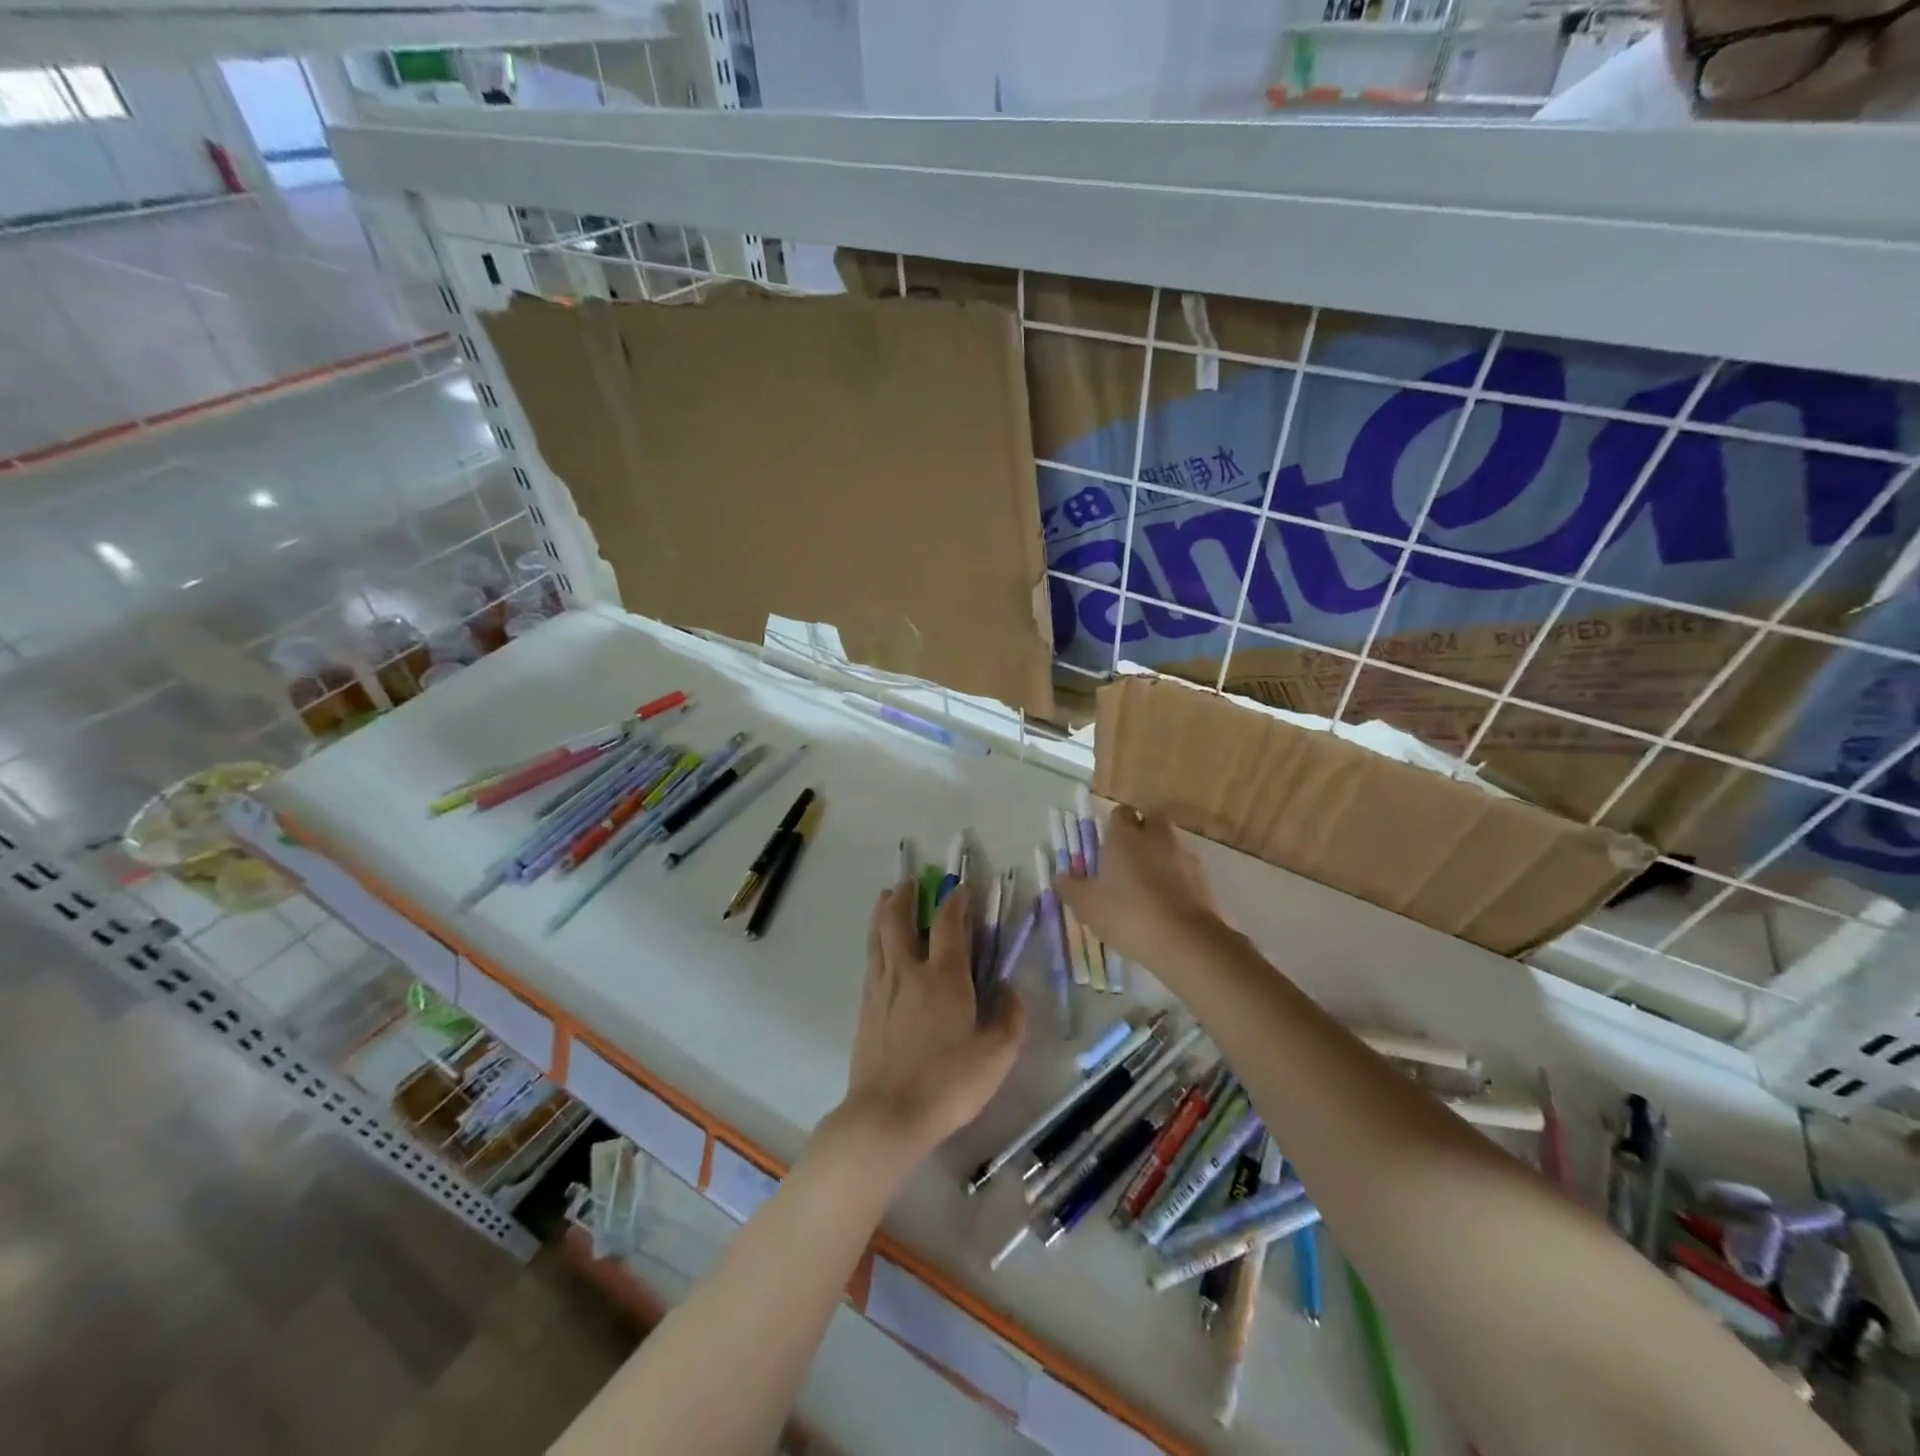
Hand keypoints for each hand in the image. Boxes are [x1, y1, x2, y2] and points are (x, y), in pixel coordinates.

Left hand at [836, 882, 1024, 1162]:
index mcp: (944, 976)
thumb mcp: (997, 1056)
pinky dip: (875, 941)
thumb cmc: (948, 1084)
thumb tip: (1010, 989)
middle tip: (912, 881)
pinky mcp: (865, 1008)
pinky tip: (879, 947)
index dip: (957, 900)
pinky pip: (870, 960)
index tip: (963, 888)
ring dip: (884, 911)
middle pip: (899, 919)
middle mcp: (908, 971)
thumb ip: (1010, 1017)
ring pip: (878, 936)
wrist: (888, 1116)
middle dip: (906, 895)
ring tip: (887, 897)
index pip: (949, 922)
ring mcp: (881, 988)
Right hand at [1054, 807, 1222, 968]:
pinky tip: (1165, 901)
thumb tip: (1060, 875)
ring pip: (1169, 844)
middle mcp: (1156, 837)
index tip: (1105, 845)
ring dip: (1159, 855)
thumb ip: (1070, 887)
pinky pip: (1184, 869)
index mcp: (1125, 836)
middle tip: (1126, 858)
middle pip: (1150, 821)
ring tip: (1145, 884)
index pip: (1119, 813)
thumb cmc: (1126, 914)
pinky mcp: (1202, 879)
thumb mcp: (1086, 905)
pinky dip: (1175, 878)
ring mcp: (1183, 856)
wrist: (1184, 941)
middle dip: (1140, 833)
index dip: (1112, 825)